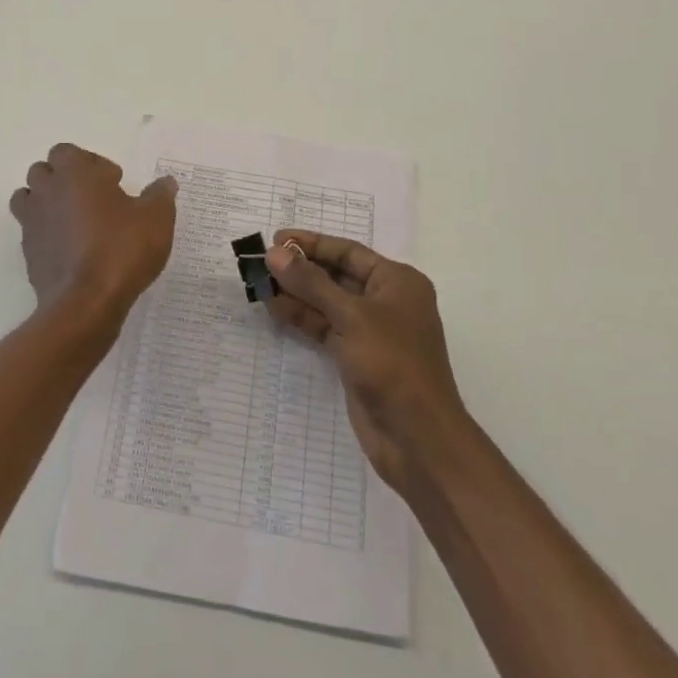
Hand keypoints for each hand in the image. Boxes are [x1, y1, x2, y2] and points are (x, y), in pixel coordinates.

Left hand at [9, 144, 176, 321]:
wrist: (86, 303)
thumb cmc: (121, 249)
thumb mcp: (156, 218)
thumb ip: (160, 195)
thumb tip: (165, 182)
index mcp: (74, 173)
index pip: (66, 151)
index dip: (90, 162)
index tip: (113, 182)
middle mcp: (47, 191)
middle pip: (43, 171)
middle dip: (65, 180)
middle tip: (94, 199)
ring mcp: (32, 223)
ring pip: (29, 199)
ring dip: (48, 203)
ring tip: (76, 221)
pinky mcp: (28, 253)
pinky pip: (32, 232)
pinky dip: (46, 234)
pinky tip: (72, 250)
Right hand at [264, 231, 470, 493]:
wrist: (417, 439)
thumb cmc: (392, 364)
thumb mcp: (351, 316)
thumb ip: (311, 283)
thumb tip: (275, 253)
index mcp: (397, 281)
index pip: (348, 251)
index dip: (312, 243)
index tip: (276, 237)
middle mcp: (386, 301)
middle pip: (336, 275)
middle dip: (301, 268)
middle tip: (262, 259)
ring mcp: (371, 331)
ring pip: (327, 302)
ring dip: (296, 292)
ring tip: (260, 281)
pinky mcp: (357, 357)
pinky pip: (325, 327)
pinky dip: (302, 317)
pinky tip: (274, 307)